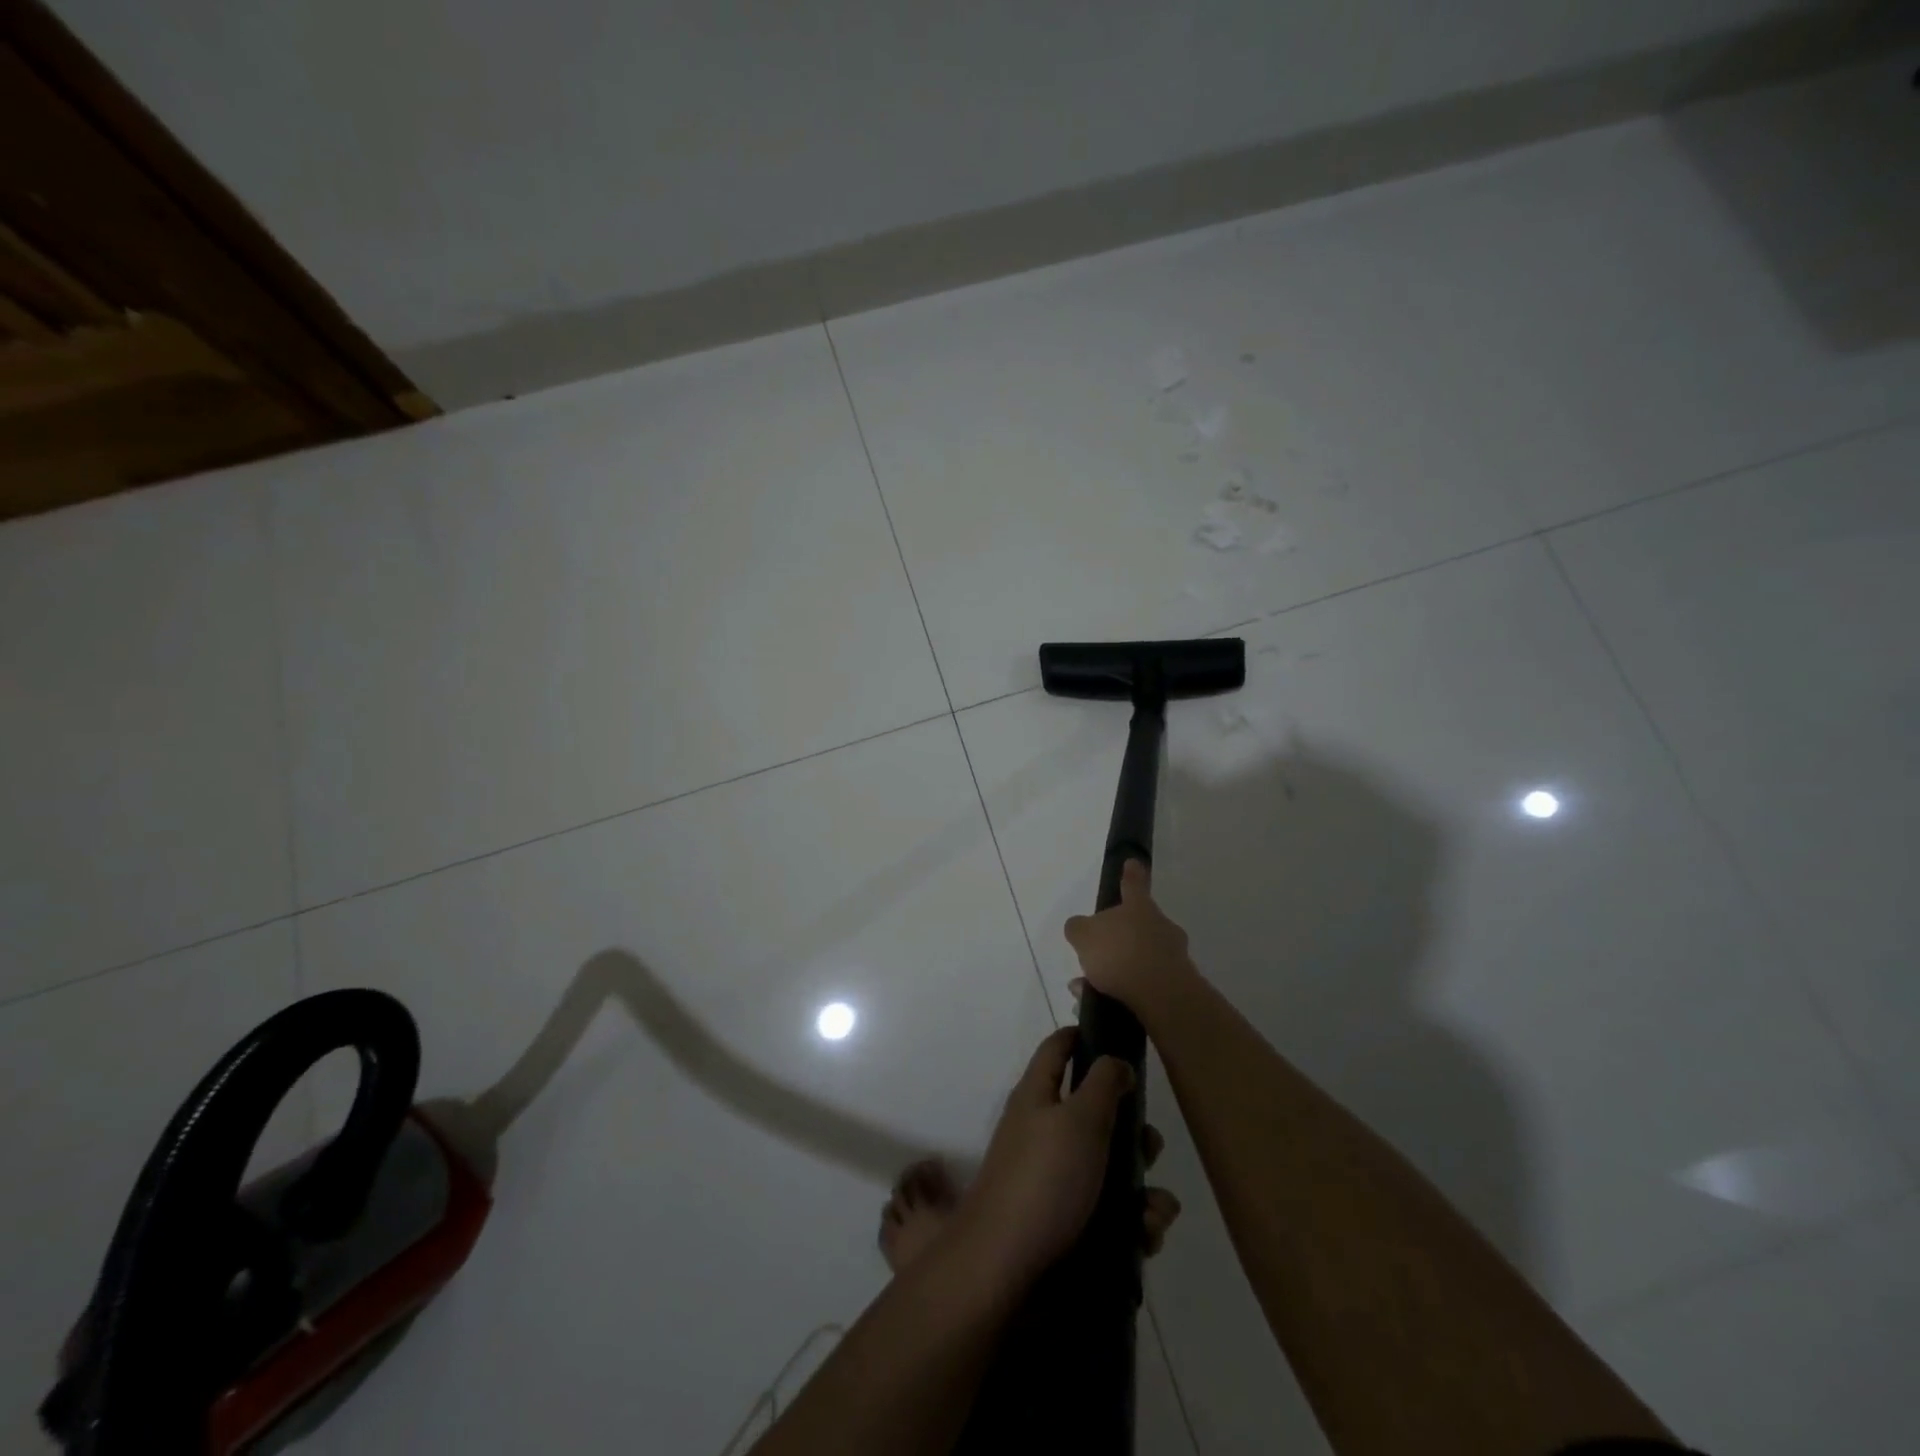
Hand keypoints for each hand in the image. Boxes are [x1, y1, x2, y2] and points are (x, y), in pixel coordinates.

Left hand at [950, 1028, 1178, 1294]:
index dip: (1085, 1036)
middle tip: (1150, 1148)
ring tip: (1153, 1213)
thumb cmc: (1044, 1180)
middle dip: (1132, 1132)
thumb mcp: (1079, 1119)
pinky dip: (1132, 1224)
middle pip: (1096, 1114)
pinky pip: (1110, 1213)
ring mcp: (1053, 1179)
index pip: (1058, 1048)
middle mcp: (1044, 1130)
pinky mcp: (1066, 1224)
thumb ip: (1103, 1084)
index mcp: (1038, 1095)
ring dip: (1142, 1188)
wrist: (1005, 1270)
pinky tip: (1144, 1239)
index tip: (1121, 1039)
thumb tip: (1115, 1060)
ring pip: (1111, 1169)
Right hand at [1063, 860, 1196, 1019]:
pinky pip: (1146, 983)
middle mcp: (1161, 926)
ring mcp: (1173, 955)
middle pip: (1138, 925)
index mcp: (1139, 907)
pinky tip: (1102, 1003)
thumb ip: (1078, 928)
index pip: (1133, 884)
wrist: (1162, 995)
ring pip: (1140, 957)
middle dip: (1118, 939)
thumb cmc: (1120, 953)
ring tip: (1088, 987)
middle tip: (1096, 955)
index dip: (1131, 874)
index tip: (1133, 863)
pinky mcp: (1178, 985)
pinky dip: (1126, 991)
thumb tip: (1079, 927)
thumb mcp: (1084, 935)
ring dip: (1118, 969)